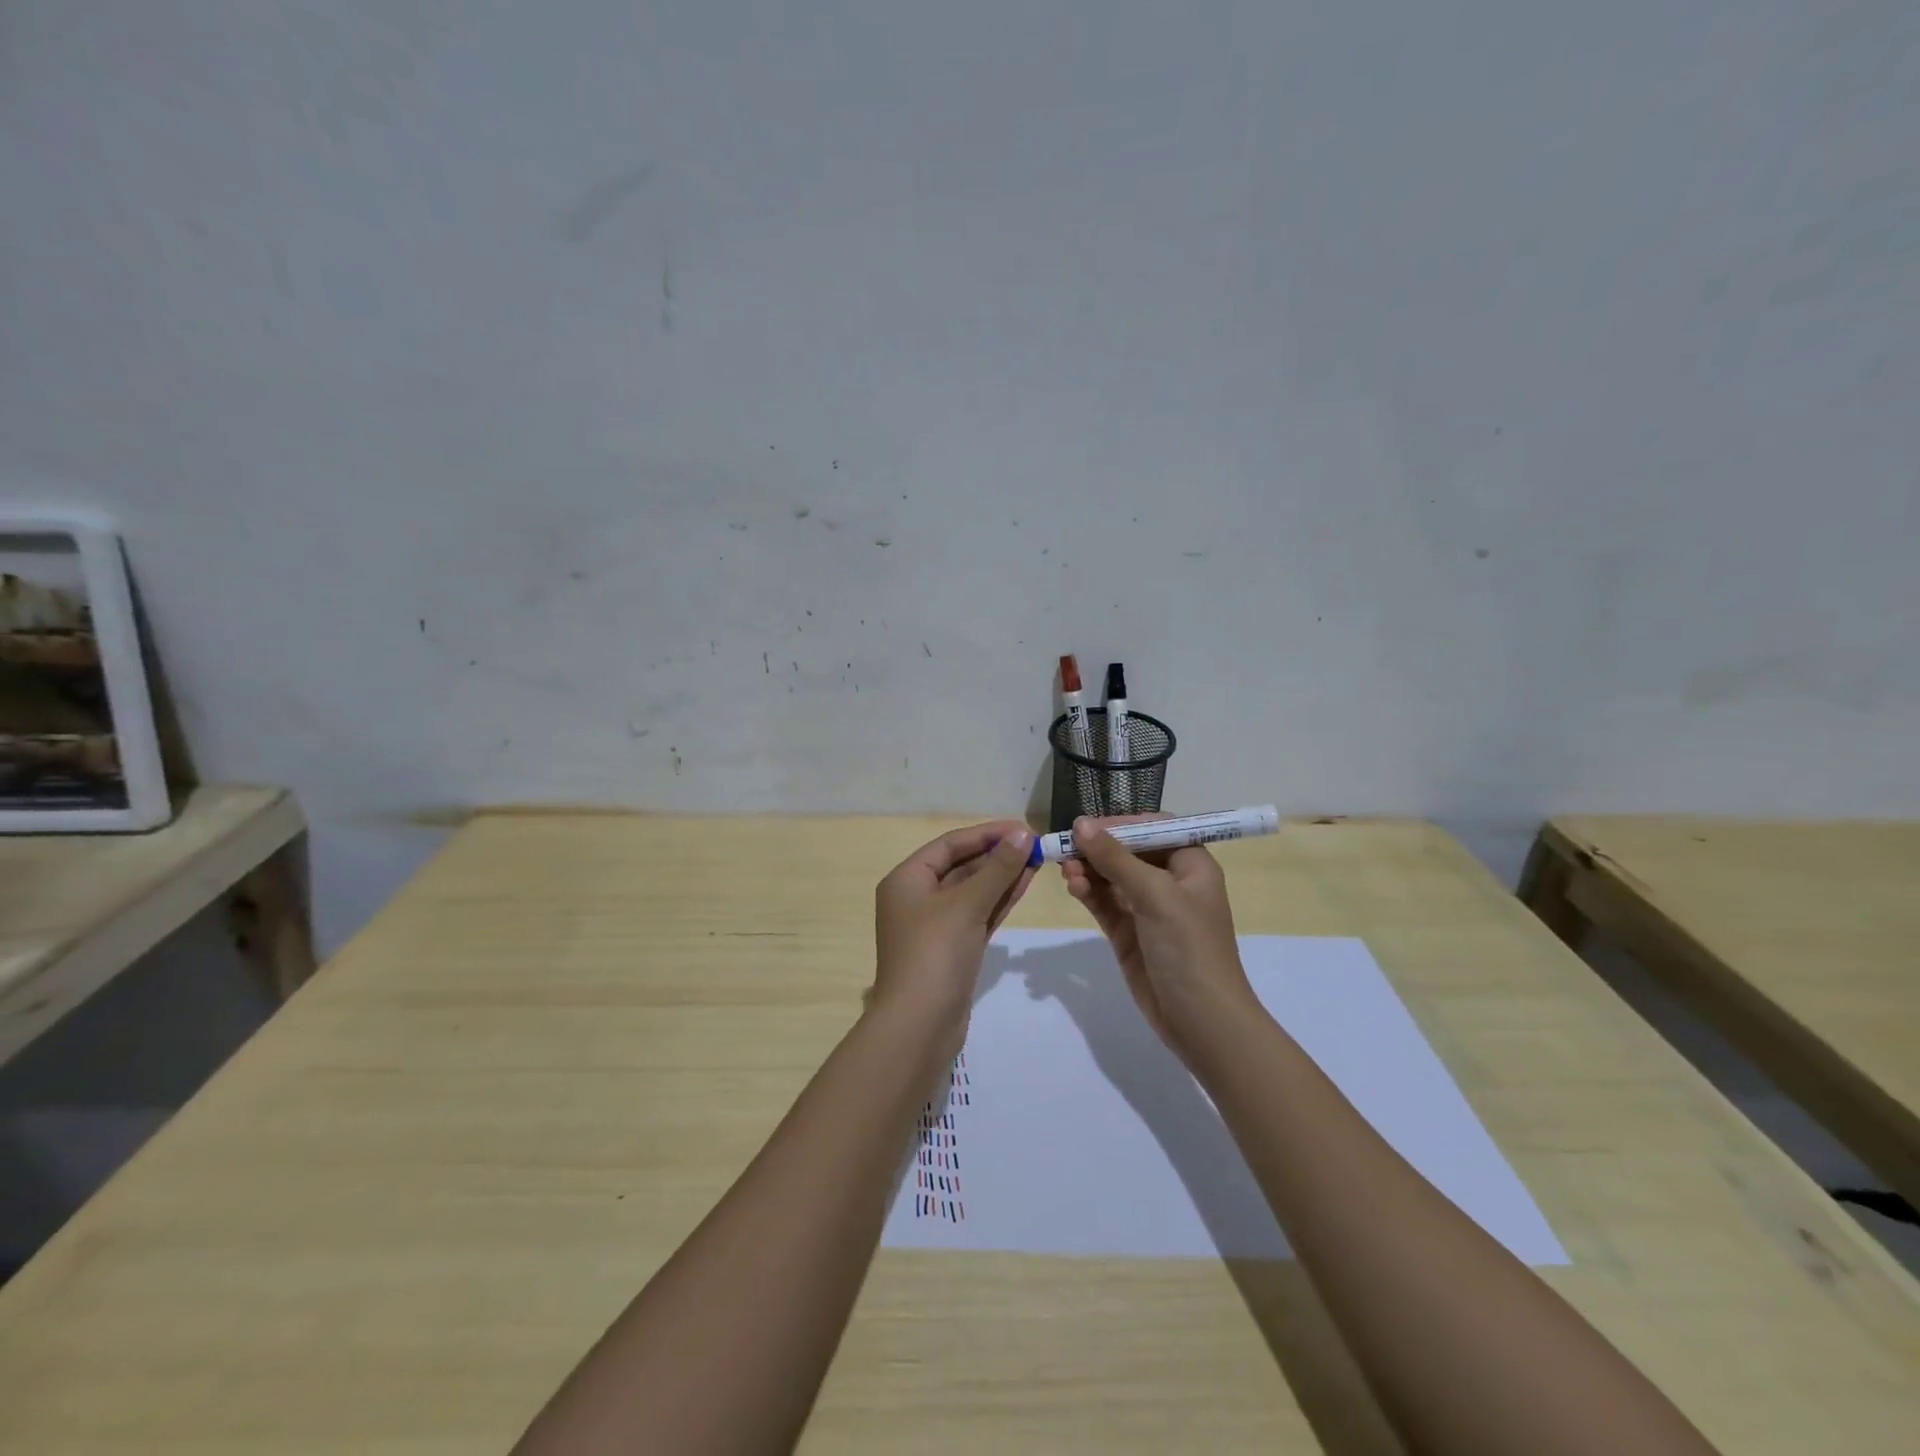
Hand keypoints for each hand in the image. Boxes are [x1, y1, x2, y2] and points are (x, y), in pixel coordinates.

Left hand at [873, 820, 1034, 1031]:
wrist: (920, 1025)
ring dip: (1002, 876)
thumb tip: (1021, 834)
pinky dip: (999, 900)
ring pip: (973, 891)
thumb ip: (997, 869)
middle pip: (961, 866)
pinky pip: (978, 914)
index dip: (986, 834)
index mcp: (907, 880)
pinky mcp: (954, 948)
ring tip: (1036, 860)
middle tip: (1034, 845)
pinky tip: (1025, 884)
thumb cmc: (935, 954)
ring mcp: (936, 925)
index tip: (1022, 828)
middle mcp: (917, 898)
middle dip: (997, 855)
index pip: (950, 845)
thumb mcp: (966, 905)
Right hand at [1061, 815, 1254, 1056]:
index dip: (1122, 823)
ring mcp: (1148, 909)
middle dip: (1098, 848)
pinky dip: (1089, 892)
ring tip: (1067, 870)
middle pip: (1128, 851)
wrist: (1201, 1020)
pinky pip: (1105, 903)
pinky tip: (1073, 887)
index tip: (1089, 825)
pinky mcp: (1129, 933)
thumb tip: (1081, 823)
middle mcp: (1170, 882)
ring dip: (1089, 870)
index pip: (1154, 828)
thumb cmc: (1189, 946)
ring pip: (1112, 877)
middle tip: (1067, 847)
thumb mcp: (1155, 895)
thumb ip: (1115, 858)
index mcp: (1191, 865)